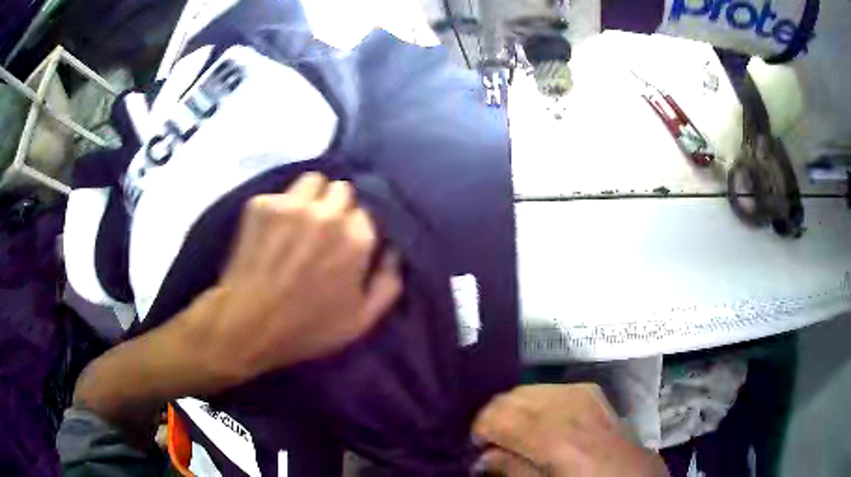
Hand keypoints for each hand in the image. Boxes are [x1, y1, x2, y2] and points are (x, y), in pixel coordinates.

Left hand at [196, 172, 401, 379]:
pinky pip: (281, 193)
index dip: (357, 227)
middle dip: (337, 208)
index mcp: (356, 239)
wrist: (246, 325)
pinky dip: (281, 207)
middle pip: (343, 190)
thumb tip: (395, 249)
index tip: (346, 242)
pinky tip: (272, 231)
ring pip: (313, 181)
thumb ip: (388, 281)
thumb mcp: (361, 321)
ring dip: (312, 197)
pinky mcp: (262, 204)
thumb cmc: (306, 328)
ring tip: (300, 221)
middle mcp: (327, 213)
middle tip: (323, 231)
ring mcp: (291, 205)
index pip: (368, 211)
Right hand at [472, 384, 667, 476]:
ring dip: (516, 410)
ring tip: (518, 435)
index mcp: (555, 435)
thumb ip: (511, 469)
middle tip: (495, 443)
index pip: (497, 415)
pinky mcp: (592, 393)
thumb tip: (483, 455)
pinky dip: (537, 404)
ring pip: (529, 389)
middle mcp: (568, 406)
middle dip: (495, 418)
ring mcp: (584, 394)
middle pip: (511, 397)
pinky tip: (543, 424)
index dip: (479, 430)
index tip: (476, 447)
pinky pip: (551, 389)